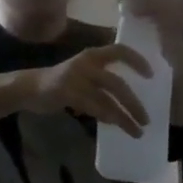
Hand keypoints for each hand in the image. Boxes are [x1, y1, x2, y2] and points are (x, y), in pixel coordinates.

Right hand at [28, 45, 152, 136]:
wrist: (31, 87)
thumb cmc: (63, 81)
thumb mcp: (85, 71)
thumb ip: (105, 79)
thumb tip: (131, 97)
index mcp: (93, 55)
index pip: (120, 50)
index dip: (137, 60)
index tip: (151, 75)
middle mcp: (86, 64)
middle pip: (117, 84)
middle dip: (134, 104)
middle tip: (147, 119)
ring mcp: (76, 79)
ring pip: (107, 100)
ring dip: (124, 118)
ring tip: (137, 131)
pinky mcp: (67, 94)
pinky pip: (93, 108)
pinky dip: (106, 117)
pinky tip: (114, 124)